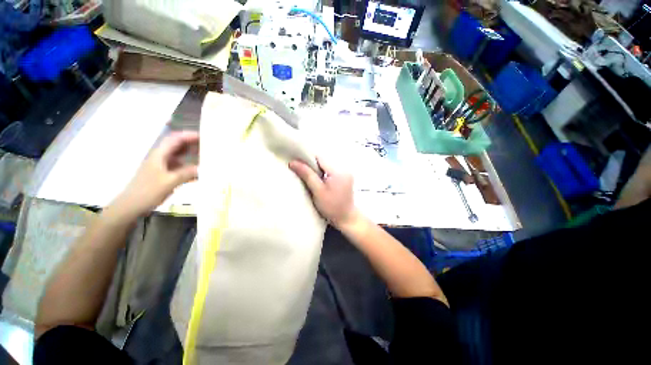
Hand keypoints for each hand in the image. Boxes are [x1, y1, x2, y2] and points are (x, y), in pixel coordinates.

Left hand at [110, 131, 198, 219]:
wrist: (131, 206)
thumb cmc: (147, 192)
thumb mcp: (169, 182)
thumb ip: (187, 173)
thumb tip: (204, 168)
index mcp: (159, 155)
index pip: (174, 139)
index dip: (188, 135)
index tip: (204, 136)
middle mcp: (160, 158)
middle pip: (177, 145)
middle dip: (192, 143)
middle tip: (208, 145)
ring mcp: (162, 166)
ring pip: (179, 156)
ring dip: (191, 155)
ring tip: (206, 157)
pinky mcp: (164, 175)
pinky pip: (179, 167)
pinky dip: (189, 167)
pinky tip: (199, 172)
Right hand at [289, 157, 359, 227]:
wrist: (346, 217)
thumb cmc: (331, 207)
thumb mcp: (317, 191)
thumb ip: (307, 175)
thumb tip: (293, 162)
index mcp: (338, 171)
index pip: (320, 157)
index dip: (308, 159)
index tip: (297, 163)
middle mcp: (344, 168)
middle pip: (324, 159)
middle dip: (312, 163)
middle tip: (301, 170)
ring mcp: (346, 171)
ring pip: (327, 163)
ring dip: (318, 168)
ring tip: (310, 175)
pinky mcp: (346, 176)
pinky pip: (332, 168)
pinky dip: (324, 171)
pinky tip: (319, 179)